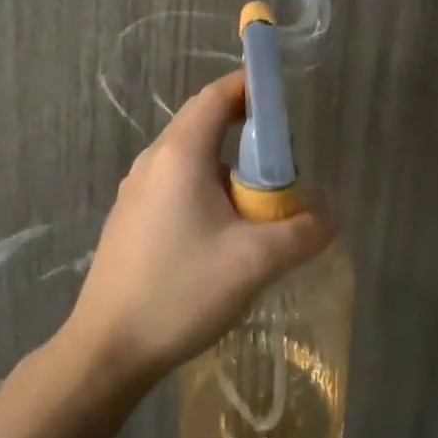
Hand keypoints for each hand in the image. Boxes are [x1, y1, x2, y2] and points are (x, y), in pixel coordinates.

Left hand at [62, 72, 334, 388]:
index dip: (252, 89)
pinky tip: (223, 238)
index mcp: (179, 153)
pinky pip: (176, 187)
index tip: (285, 105)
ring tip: (260, 211)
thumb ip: (303, 230)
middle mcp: (153, 161)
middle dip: (249, 137)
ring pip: (192, 161)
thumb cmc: (180, 291)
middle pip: (205, 125)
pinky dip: (207, 193)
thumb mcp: (255, 261)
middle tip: (285, 170)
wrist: (108, 348)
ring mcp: (136, 190)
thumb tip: (328, 212)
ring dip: (229, 173)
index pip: (217, 96)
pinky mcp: (131, 218)